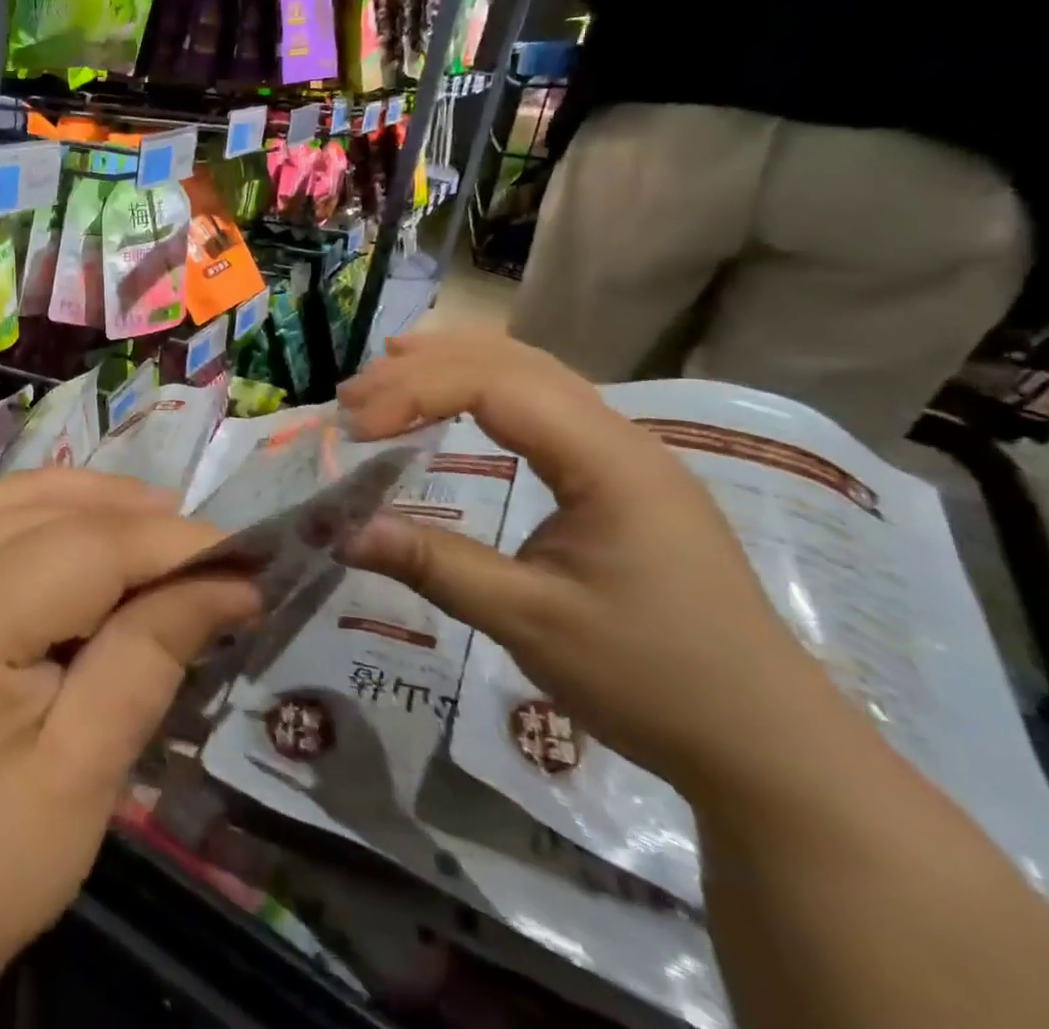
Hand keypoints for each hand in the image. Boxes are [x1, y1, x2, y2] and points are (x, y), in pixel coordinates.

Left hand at [0, 470, 258, 1025]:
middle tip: (206, 547)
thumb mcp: (84, 772)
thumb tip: (229, 581)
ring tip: (152, 528)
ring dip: (87, 500)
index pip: (87, 548)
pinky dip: (36, 511)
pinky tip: (75, 532)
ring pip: (11, 495)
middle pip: (48, 507)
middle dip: (135, 517)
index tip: (244, 557)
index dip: (170, 545)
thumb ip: (150, 655)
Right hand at [337, 331, 842, 800]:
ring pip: (531, 373)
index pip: (494, 385)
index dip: (414, 392)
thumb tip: (339, 531)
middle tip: (352, 397)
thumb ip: (433, 564)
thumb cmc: (653, 680)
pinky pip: (543, 404)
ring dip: (454, 367)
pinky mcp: (620, 477)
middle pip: (510, 362)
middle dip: (424, 368)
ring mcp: (626, 454)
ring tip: (386, 373)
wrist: (771, 747)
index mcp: (609, 460)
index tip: (354, 429)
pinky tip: (454, 402)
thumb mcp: (529, 623)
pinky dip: (484, 390)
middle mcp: (621, 436)